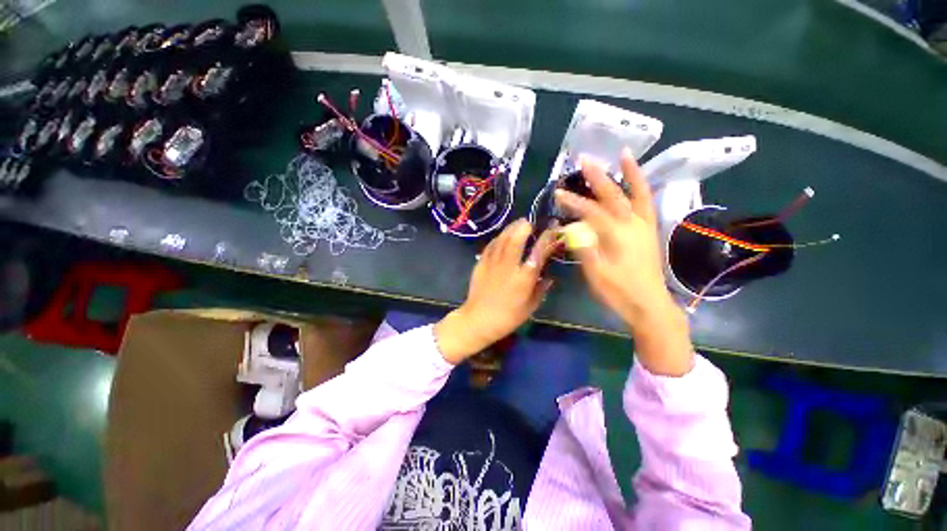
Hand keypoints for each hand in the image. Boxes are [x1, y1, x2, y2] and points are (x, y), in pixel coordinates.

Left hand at [435, 219, 557, 364]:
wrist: (478, 320)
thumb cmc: (507, 317)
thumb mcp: (530, 307)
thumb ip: (541, 289)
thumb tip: (549, 277)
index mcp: (523, 278)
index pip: (537, 253)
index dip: (546, 239)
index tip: (551, 230)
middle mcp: (508, 266)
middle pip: (516, 240)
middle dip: (523, 227)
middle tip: (529, 222)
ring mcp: (492, 263)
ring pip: (502, 239)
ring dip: (510, 229)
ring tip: (517, 223)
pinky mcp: (480, 264)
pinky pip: (490, 246)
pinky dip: (497, 238)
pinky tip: (501, 236)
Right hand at [555, 149, 693, 375]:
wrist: (649, 305)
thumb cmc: (619, 292)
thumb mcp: (596, 274)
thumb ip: (584, 248)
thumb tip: (571, 228)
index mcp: (617, 236)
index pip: (591, 212)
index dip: (573, 202)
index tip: (558, 194)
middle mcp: (633, 225)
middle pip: (614, 195)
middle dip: (597, 177)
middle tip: (585, 159)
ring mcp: (645, 226)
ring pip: (638, 193)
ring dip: (631, 173)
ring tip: (624, 154)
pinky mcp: (650, 231)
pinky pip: (647, 203)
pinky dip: (642, 188)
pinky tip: (636, 181)